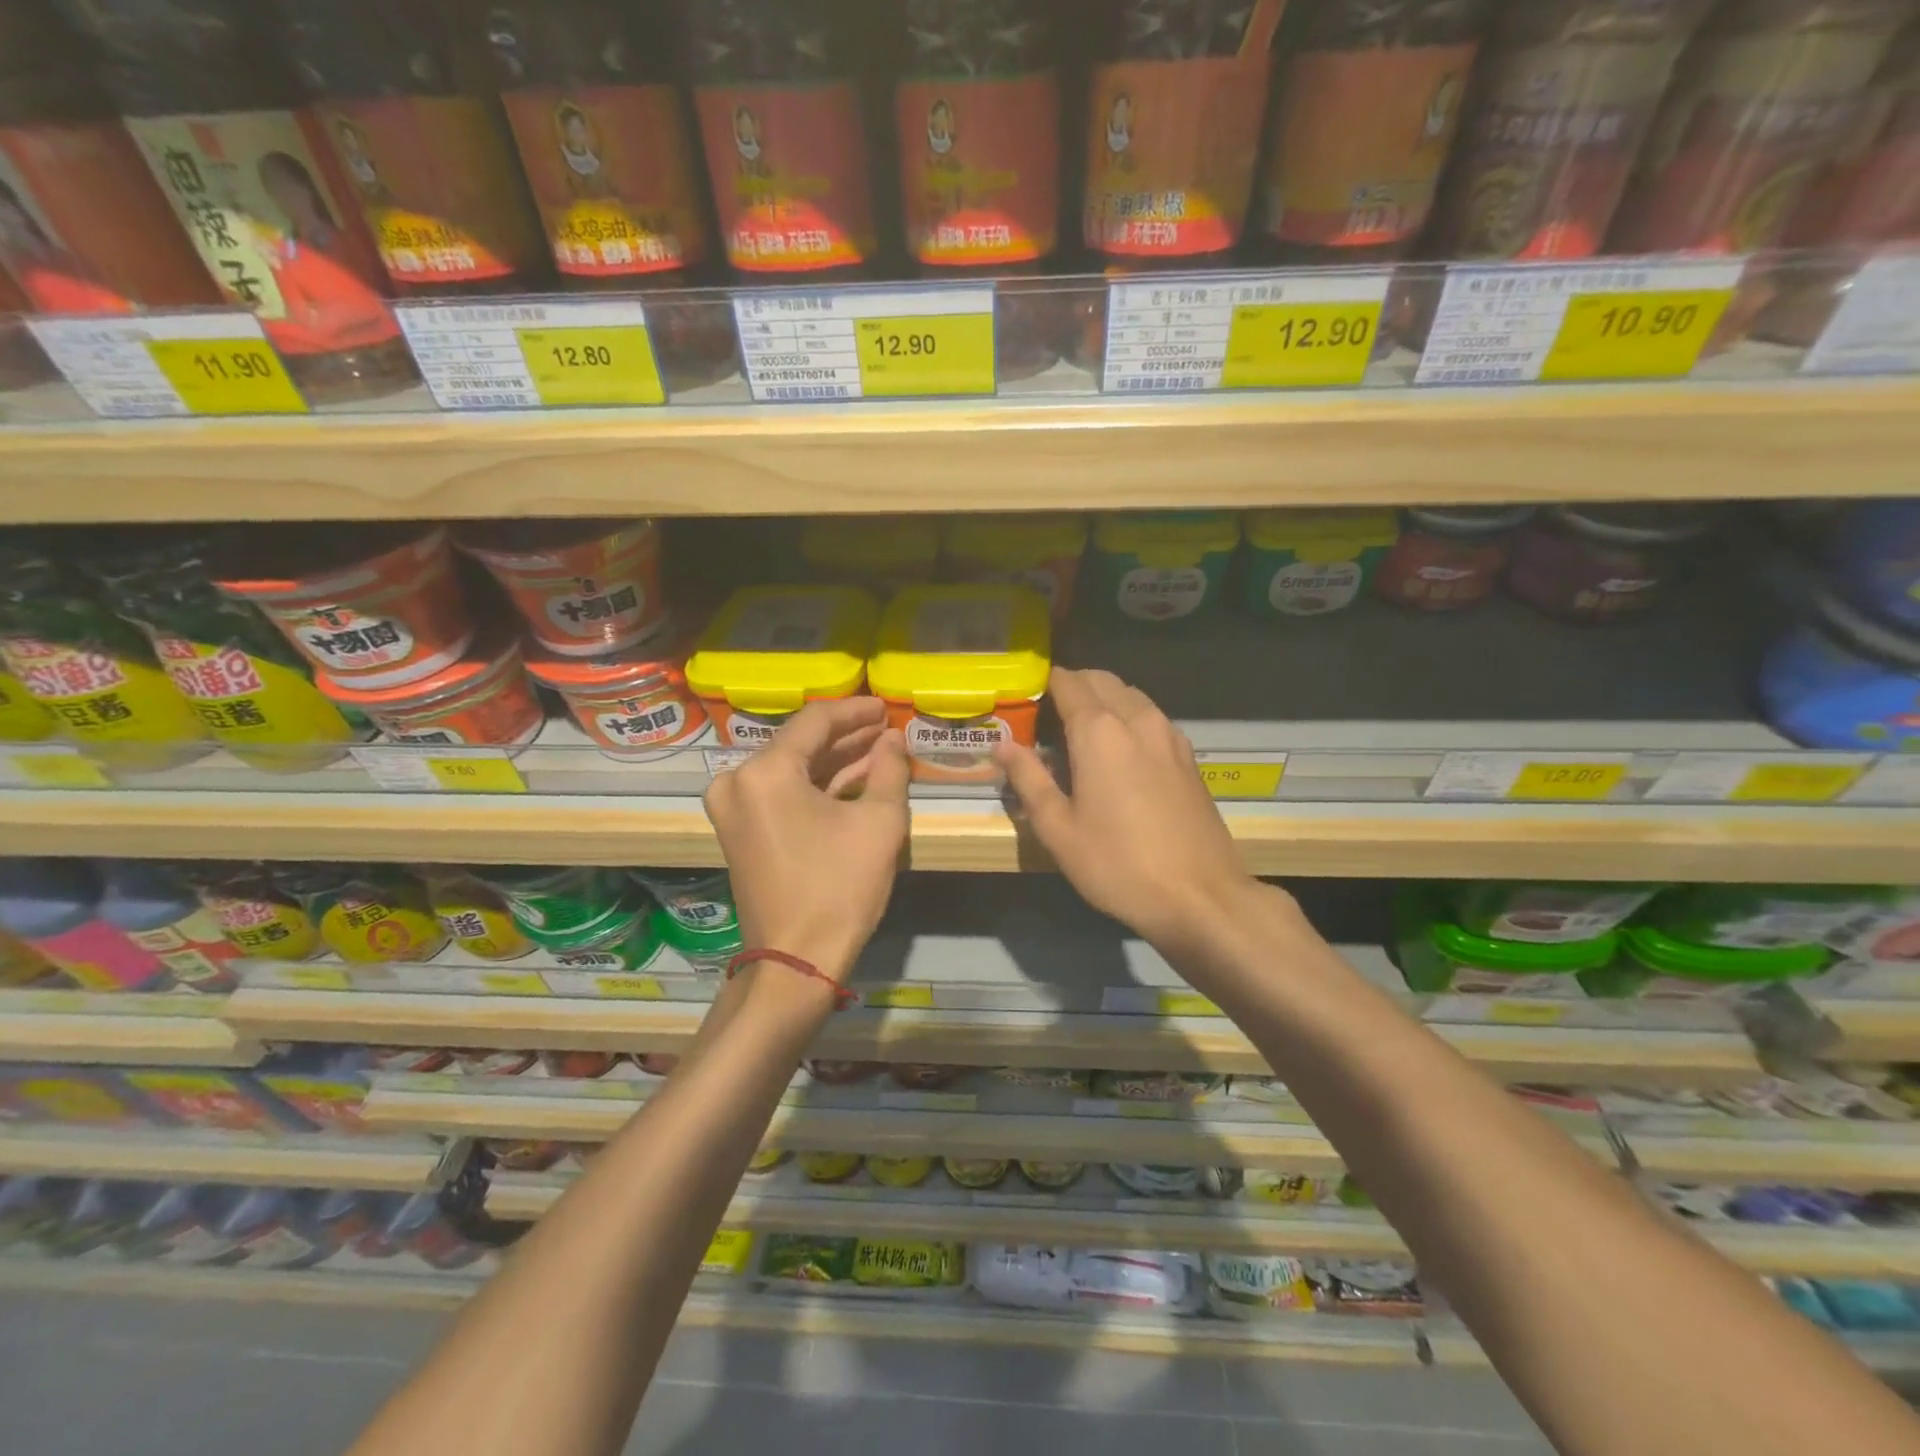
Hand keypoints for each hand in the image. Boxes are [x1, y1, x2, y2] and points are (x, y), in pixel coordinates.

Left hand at [703, 697, 908, 981]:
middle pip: (800, 744)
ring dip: (833, 761)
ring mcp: (732, 808)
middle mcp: (737, 781)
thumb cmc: (839, 888)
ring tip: (878, 751)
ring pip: (791, 769)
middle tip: (886, 729)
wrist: (795, 961)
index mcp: (766, 771)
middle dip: (847, 737)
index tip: (886, 707)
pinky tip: (852, 779)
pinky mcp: (738, 831)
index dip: (856, 711)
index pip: (816, 721)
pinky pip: (780, 794)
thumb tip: (893, 739)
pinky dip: (815, 786)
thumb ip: (890, 770)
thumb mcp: (879, 823)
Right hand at [994, 668, 1262, 952]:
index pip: (1068, 682)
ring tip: (1081, 730)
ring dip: (1103, 699)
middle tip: (1048, 715)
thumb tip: (1003, 745)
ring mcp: (1169, 735)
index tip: (1025, 698)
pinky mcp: (1188, 756)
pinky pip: (1151, 717)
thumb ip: (1029, 779)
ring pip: (1131, 695)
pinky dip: (1129, 717)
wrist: (1200, 895)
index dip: (1044, 684)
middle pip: (1101, 681)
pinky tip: (1120, 751)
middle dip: (1073, 686)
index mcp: (1100, 731)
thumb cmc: (1118, 864)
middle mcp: (1137, 719)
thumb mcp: (1059, 829)